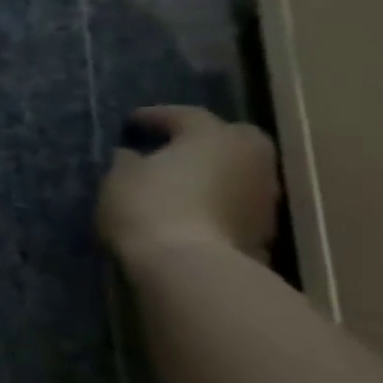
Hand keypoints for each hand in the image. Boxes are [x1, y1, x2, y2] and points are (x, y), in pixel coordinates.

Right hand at [97, 106, 280, 266]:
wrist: (191, 267)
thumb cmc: (149, 207)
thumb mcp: (119, 178)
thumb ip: (128, 161)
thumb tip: (133, 156)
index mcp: (213, 136)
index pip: (184, 115)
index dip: (155, 116)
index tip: (132, 122)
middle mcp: (249, 158)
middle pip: (232, 137)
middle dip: (205, 138)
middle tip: (172, 145)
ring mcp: (263, 196)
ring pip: (238, 171)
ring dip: (213, 172)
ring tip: (180, 181)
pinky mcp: (263, 229)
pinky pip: (236, 202)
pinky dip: (217, 200)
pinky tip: (192, 209)